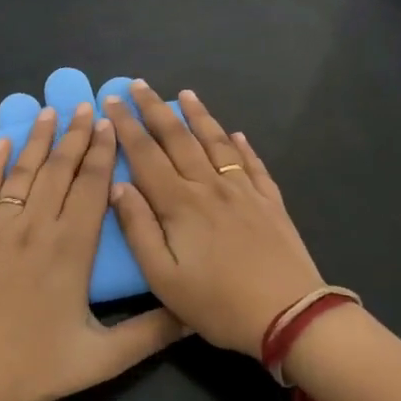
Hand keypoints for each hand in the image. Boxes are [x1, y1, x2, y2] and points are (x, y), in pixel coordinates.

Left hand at [0, 103, 182, 400]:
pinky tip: (1, 143)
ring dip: (38, 140)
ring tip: (49, 111)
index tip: (109, 124)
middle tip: (84, 105)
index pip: (90, 188)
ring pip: (23, 174)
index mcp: (70, 249)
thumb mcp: (102, 359)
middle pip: (58, 171)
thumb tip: (193, 315)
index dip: (101, 153)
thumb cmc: (35, 367)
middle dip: (74, 136)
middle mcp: (35, 228)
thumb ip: (151, 334)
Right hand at [105, 82, 326, 354]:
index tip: (111, 101)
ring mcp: (244, 191)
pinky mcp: (270, 202)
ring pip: (216, 143)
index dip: (126, 127)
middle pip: (178, 139)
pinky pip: (252, 165)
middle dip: (155, 109)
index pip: (145, 155)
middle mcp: (210, 187)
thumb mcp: (164, 278)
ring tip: (185, 94)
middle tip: (138, 84)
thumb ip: (138, 229)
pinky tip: (236, 135)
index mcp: (180, 204)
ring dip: (198, 116)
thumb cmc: (218, 303)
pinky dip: (241, 146)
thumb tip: (118, 186)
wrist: (290, 316)